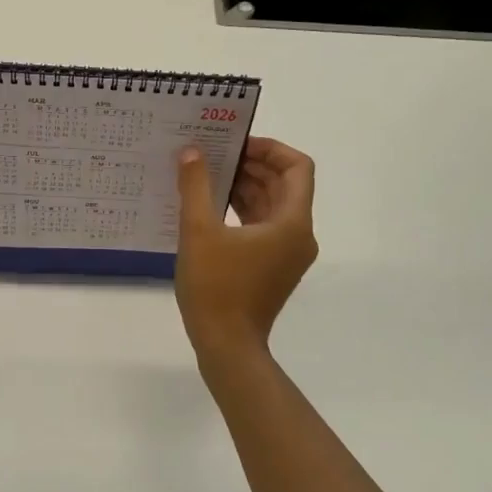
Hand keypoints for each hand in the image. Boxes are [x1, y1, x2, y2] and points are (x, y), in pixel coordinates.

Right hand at [175, 137, 317, 357]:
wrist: (227, 346)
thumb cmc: (216, 287)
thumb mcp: (199, 231)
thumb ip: (195, 186)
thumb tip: (192, 152)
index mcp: (292, 223)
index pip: (297, 167)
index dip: (270, 148)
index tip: (236, 144)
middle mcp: (298, 235)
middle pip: (284, 184)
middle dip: (252, 165)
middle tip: (215, 154)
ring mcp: (287, 254)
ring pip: (272, 206)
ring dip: (246, 187)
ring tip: (208, 175)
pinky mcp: (272, 267)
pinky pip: (263, 226)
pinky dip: (242, 210)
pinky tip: (210, 206)